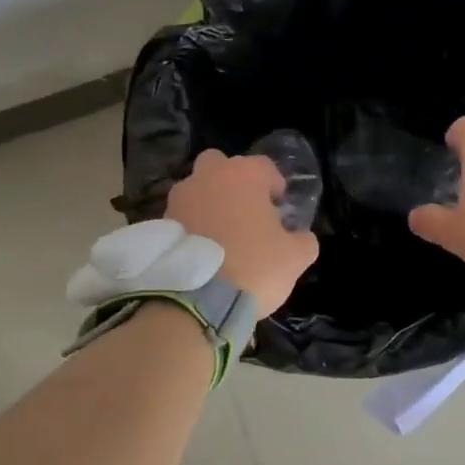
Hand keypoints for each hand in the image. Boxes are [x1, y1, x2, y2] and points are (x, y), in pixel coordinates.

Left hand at [166, 150, 318, 312]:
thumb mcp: (295, 258)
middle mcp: (208, 176)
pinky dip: (193, 226)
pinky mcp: (161, 223)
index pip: (264, 166)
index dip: (275, 185)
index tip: (280, 206)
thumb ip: (303, 240)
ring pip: (198, 189)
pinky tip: (204, 250)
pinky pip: (183, 215)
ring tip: (222, 235)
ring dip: (210, 203)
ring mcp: (180, 198)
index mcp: (244, 175)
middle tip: (247, 211)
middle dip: (234, 182)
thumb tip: (301, 237)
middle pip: (221, 165)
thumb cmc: (254, 265)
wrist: (196, 299)